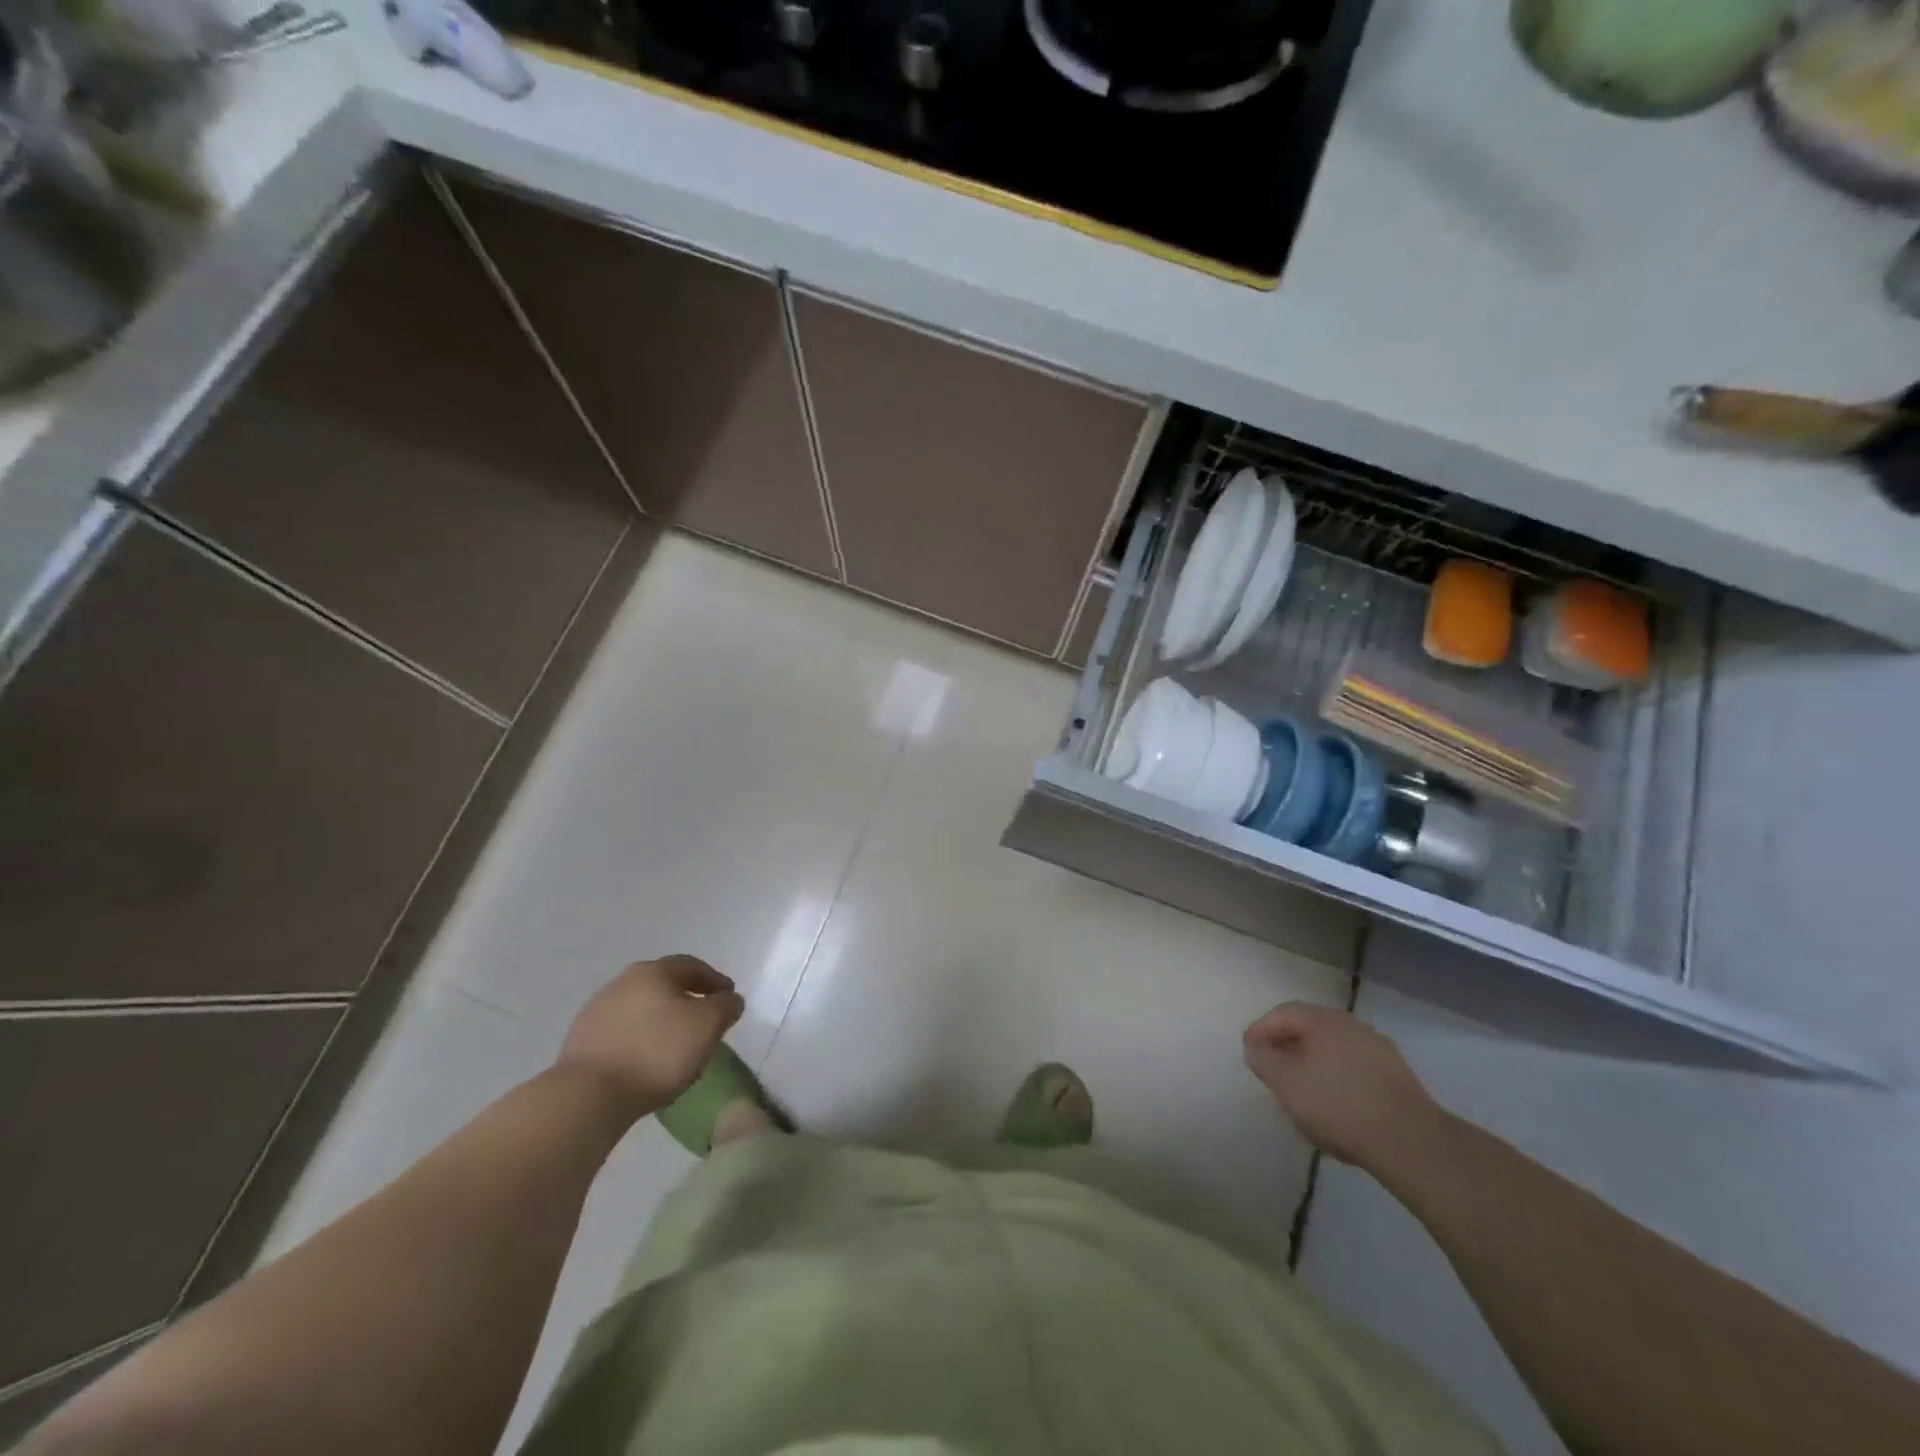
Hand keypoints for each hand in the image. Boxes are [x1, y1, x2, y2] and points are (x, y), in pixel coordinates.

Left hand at [557, 957, 743, 1120]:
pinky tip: (647, 1062)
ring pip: (641, 1010)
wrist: (588, 1096)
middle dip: (686, 999)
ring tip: (676, 1046)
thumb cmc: (657, 1052)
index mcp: (653, 971)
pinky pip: (622, 1034)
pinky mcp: (580, 1043)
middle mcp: (622, 982)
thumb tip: (729, 999)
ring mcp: (596, 1012)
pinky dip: (640, 1041)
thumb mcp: (708, 1026)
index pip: (691, 966)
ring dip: (661, 1021)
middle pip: (663, 985)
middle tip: (704, 1020)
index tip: (729, 998)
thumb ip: (726, 1007)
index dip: (714, 981)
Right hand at [1243, 1003, 1441, 1171]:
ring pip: (1334, 1050)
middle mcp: (1352, 1025)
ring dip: (1313, 1064)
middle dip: (1287, 1046)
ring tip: (1302, 1091)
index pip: (1283, 1013)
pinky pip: (1355, 1069)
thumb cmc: (1338, 1104)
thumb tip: (1256, 1048)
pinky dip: (1337, 1079)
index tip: (1249, 1052)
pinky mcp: (1398, 1078)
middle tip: (1272, 1069)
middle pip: (1310, 1028)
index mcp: (1324, 1020)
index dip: (1261, 1030)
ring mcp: (1379, 1050)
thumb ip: (1264, 1060)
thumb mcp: (1286, 1083)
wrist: (1410, 1142)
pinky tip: (1335, 1105)